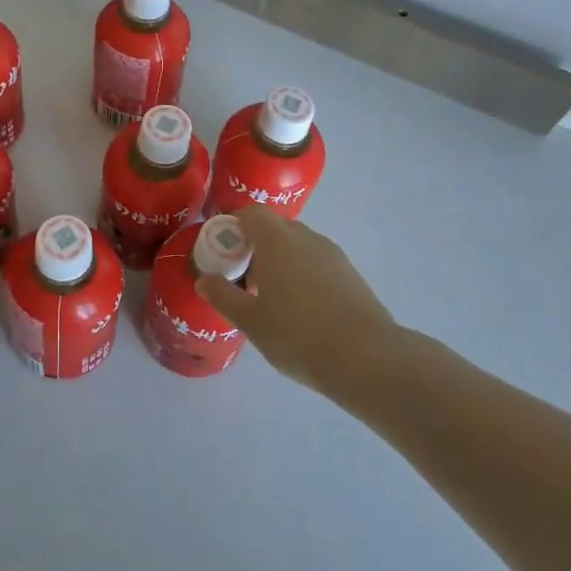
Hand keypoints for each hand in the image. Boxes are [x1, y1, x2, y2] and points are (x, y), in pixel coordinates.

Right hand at [195, 207, 398, 389]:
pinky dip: (300, 272)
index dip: (232, 225)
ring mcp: (332, 254)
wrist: (366, 358)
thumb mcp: (251, 320)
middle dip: (254, 244)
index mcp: (277, 240)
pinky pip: (315, 261)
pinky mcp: (349, 273)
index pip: (250, 213)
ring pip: (297, 245)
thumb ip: (223, 296)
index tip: (221, 250)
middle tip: (241, 276)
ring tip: (268, 296)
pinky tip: (298, 307)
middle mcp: (305, 237)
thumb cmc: (298, 334)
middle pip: (274, 227)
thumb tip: (204, 279)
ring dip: (279, 259)